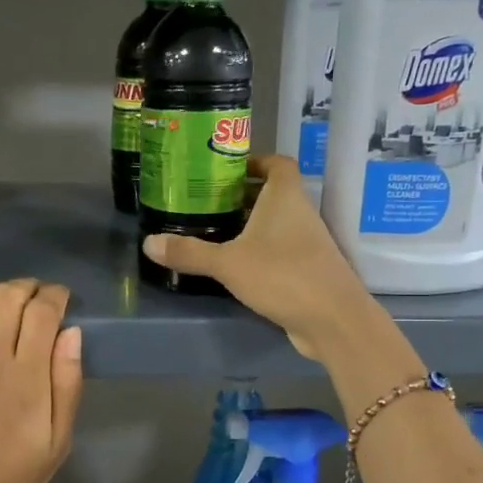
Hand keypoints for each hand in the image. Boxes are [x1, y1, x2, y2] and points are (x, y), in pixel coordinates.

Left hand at [0, 279, 83, 482]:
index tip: (60, 299)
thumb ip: (67, 384)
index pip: (42, 313)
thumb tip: (71, 333)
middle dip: (24, 287)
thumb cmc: (13, 479)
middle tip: (31, 296)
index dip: (54, 295)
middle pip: (6, 298)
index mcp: (27, 378)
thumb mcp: (58, 441)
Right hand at [141, 155, 381, 360]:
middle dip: (242, 196)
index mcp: (285, 198)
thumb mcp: (228, 263)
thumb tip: (148, 243)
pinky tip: (234, 266)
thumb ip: (189, 253)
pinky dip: (259, 252)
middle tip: (206, 202)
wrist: (333, 320)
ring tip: (213, 232)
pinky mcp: (307, 270)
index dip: (255, 161)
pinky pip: (279, 251)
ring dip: (249, 226)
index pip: (277, 164)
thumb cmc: (283, 276)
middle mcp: (300, 214)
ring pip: (275, 224)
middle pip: (272, 194)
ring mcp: (307, 243)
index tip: (227, 170)